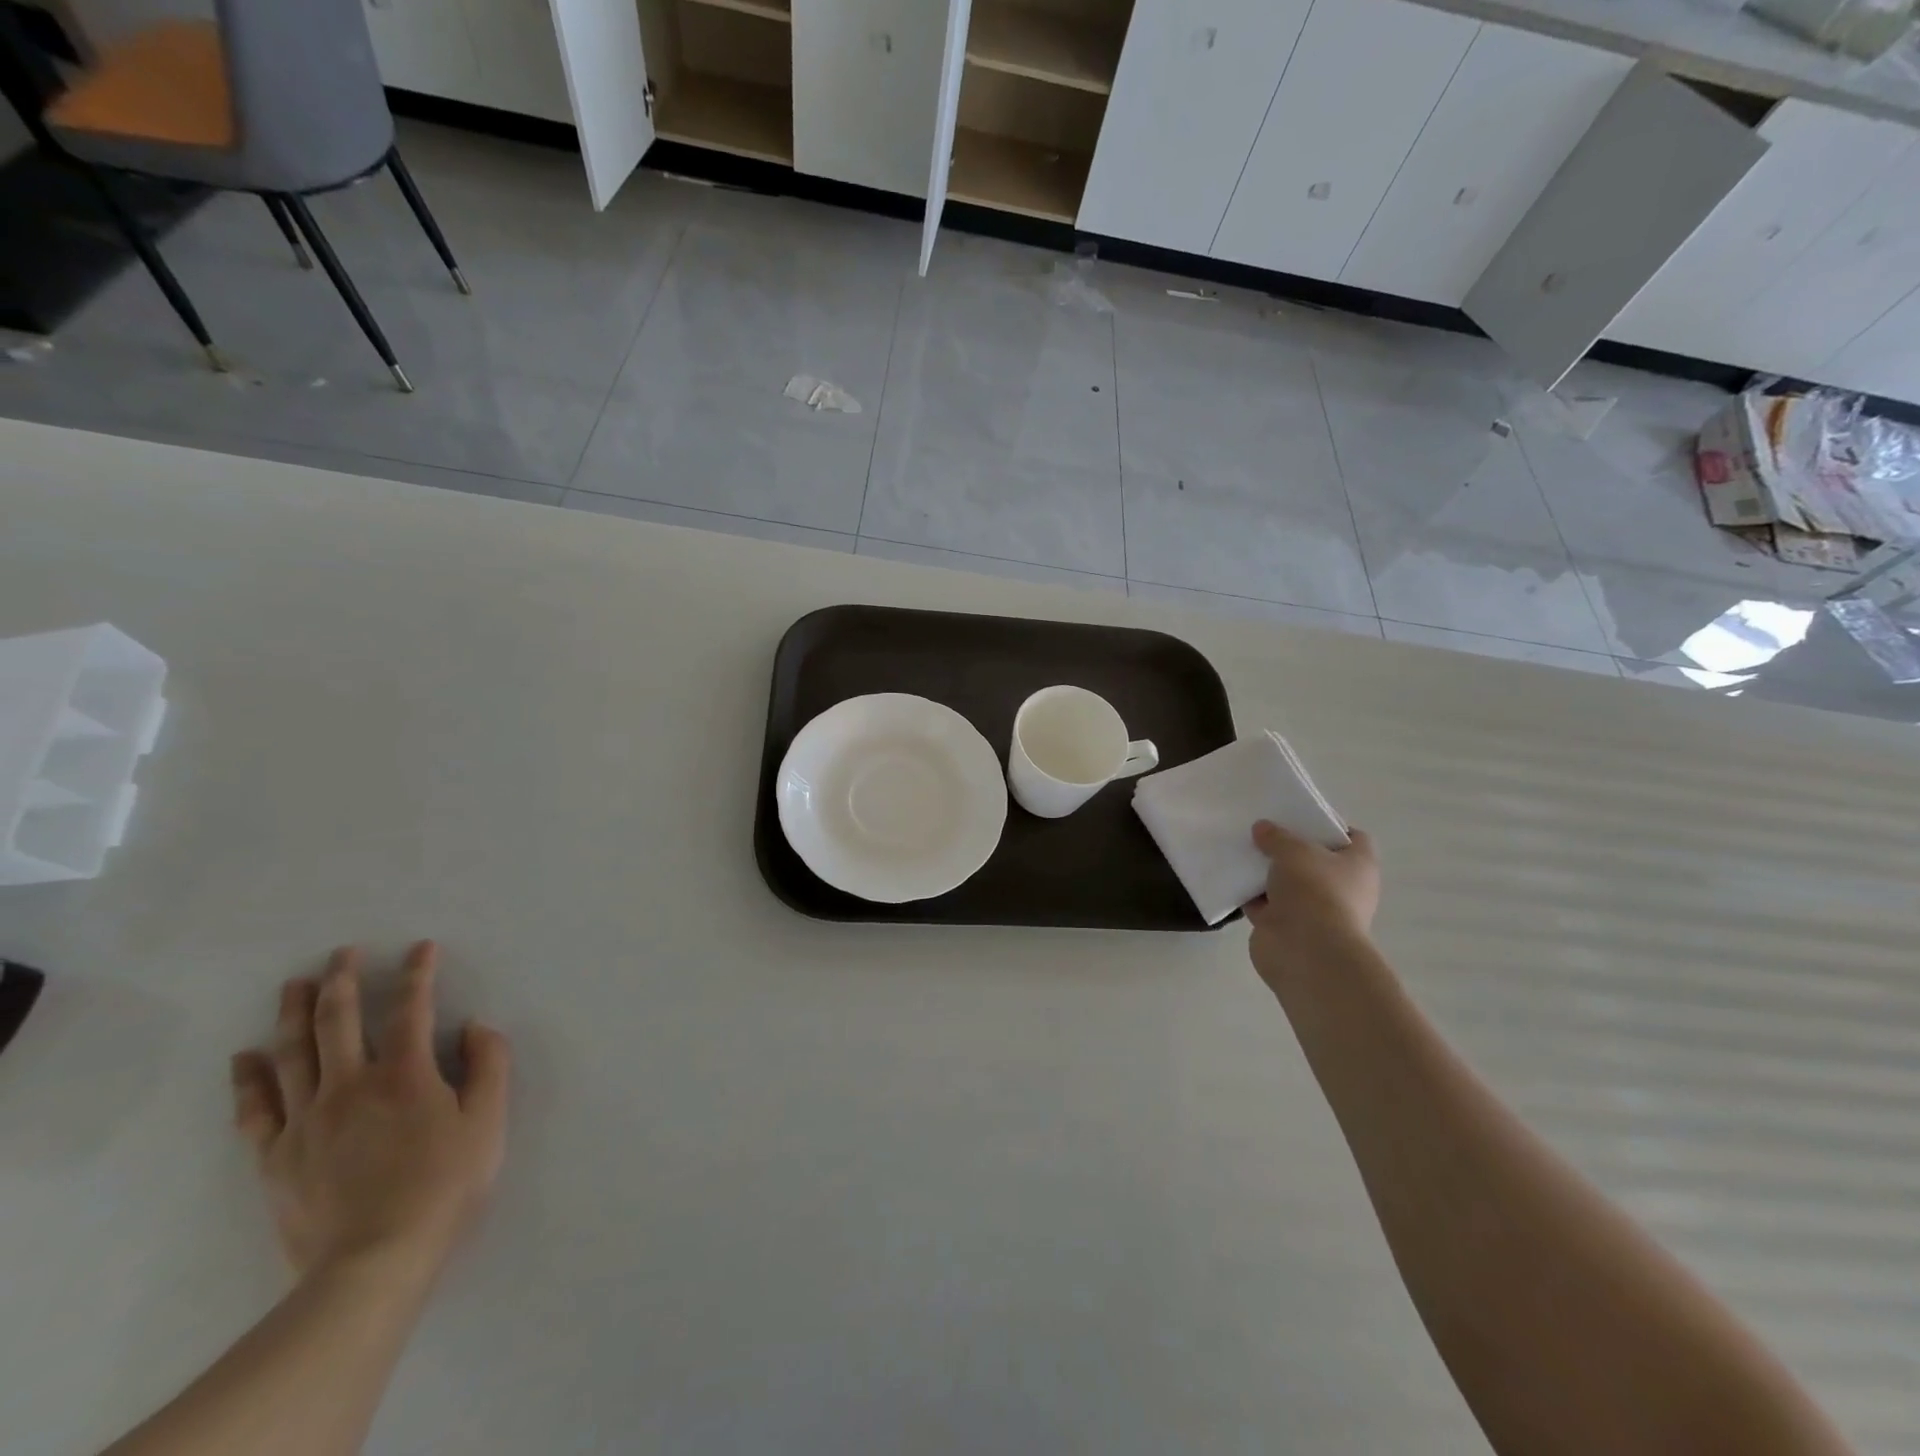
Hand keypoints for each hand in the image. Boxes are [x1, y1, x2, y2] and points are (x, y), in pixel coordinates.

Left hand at [230, 942, 510, 1282]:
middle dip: (342, 979)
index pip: (411, 1009)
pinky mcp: (276, 1156)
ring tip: (293, 984)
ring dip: (292, 1013)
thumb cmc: (444, 1186)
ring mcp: (306, 1120)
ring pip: (293, 1053)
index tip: (421, 947)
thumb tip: (475, 1026)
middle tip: (341, 952)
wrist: (374, 1262)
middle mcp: (350, 1085)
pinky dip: (249, 1078)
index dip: (418, 973)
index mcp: (405, 1075)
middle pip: (339, 1020)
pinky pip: (255, 1108)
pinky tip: (245, 1056)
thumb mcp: (488, 1122)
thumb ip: (489, 1065)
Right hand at [1244, 822, 1380, 990]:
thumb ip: (1277, 836)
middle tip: (1262, 830)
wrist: (1305, 951)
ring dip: (1266, 872)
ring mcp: (1313, 910)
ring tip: (1240, 848)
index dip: (1329, 825)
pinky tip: (1230, 876)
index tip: (1299, 816)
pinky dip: (1250, 894)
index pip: (1354, 838)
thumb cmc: (1314, 891)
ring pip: (1286, 882)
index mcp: (1358, 866)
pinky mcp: (1285, 926)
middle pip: (1314, 860)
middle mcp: (1341, 887)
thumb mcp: (1294, 850)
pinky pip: (1264, 904)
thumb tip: (1263, 829)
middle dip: (1288, 847)